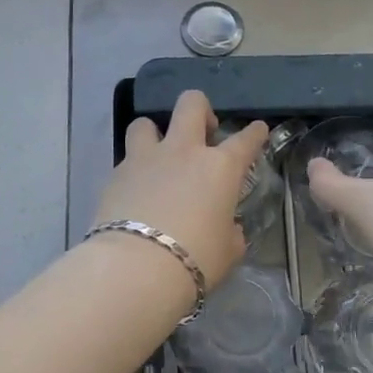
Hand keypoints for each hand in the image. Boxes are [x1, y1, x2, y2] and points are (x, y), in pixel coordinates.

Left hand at [94, 90, 267, 288]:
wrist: (136, 267)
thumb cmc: (196, 259)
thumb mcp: (228, 251)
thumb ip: (230, 232)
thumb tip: (228, 228)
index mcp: (219, 168)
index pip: (245, 140)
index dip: (254, 133)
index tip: (257, 129)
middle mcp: (183, 152)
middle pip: (191, 104)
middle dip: (201, 109)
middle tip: (204, 130)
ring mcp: (145, 159)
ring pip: (145, 123)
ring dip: (155, 134)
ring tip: (159, 155)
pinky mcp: (115, 174)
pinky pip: (126, 160)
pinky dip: (134, 170)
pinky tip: (136, 191)